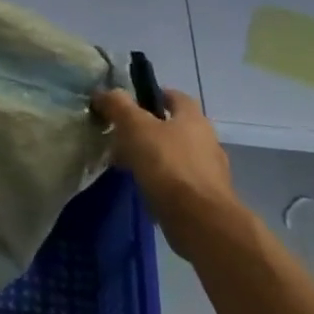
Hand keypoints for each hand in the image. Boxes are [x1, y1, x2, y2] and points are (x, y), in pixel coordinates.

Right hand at [94, 88, 238, 256]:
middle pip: (176, 127)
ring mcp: (209, 172)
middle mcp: (207, 141)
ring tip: (127, 164)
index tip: (131, 102)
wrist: (200, 220)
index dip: (154, 95)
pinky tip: (143, 187)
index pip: (176, 97)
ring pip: (176, 155)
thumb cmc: (167, 164)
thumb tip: (103, 92)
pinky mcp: (206, 198)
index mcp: (193, 119)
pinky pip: (179, 181)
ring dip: (155, 156)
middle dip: (150, 129)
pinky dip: (162, 180)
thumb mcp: (135, 127)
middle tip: (122, 135)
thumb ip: (118, 106)